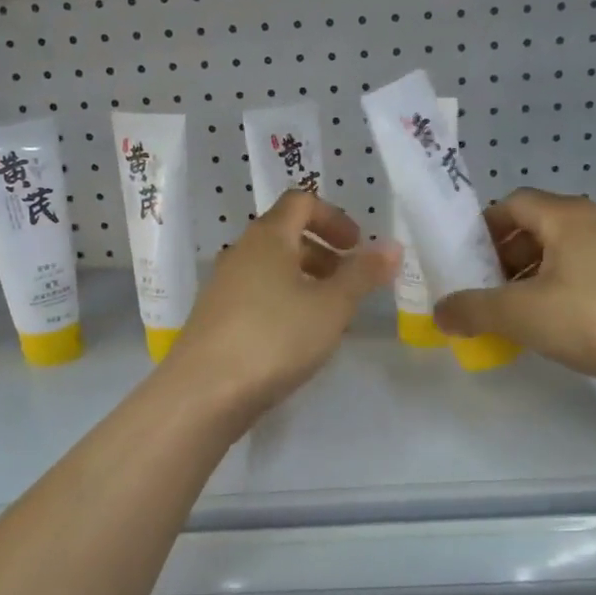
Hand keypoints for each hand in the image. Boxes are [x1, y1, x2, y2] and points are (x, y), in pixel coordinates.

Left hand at [166, 191, 396, 420]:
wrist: (204, 392)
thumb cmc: (275, 337)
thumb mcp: (332, 306)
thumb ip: (363, 274)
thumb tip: (391, 246)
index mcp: (268, 237)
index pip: (301, 202)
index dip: (334, 218)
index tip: (357, 247)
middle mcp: (241, 253)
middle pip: (286, 236)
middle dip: (324, 254)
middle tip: (350, 284)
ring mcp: (223, 286)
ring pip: (272, 270)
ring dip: (306, 282)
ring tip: (330, 317)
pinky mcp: (216, 318)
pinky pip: (257, 296)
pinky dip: (284, 304)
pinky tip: (298, 340)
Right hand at [434, 188, 595, 397]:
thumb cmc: (587, 317)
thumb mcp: (516, 312)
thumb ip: (471, 309)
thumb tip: (441, 313)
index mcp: (565, 217)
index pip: (512, 204)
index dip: (483, 228)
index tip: (463, 259)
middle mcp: (590, 226)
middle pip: (532, 229)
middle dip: (500, 258)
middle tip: (480, 289)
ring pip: (555, 257)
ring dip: (524, 279)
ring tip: (505, 313)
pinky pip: (575, 279)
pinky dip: (550, 295)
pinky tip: (540, 327)